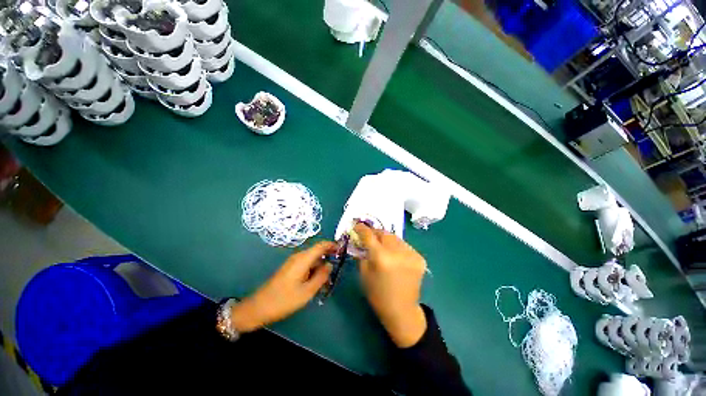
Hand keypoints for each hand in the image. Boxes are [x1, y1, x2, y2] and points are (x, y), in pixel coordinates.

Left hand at [231, 241, 334, 332]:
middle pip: (317, 251)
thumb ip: (321, 276)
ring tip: (328, 279)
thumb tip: (330, 265)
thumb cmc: (284, 300)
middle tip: (338, 267)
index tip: (342, 250)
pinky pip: (306, 264)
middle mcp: (298, 257)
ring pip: (312, 259)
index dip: (332, 245)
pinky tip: (317, 281)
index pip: (321, 245)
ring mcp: (293, 262)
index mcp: (303, 259)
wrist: (259, 307)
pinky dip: (314, 269)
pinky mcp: (290, 268)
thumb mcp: (307, 291)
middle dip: (328, 257)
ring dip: (321, 265)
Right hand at [354, 223, 427, 347]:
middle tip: (370, 237)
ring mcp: (411, 254)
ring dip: (387, 240)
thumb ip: (362, 253)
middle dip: (375, 233)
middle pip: (384, 233)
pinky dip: (397, 247)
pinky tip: (395, 256)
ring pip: (395, 238)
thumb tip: (359, 240)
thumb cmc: (377, 294)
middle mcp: (397, 252)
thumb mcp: (364, 273)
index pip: (369, 235)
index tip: (357, 225)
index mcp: (381, 257)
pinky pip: (404, 246)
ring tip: (382, 247)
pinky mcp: (420, 258)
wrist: (402, 311)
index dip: (362, 228)